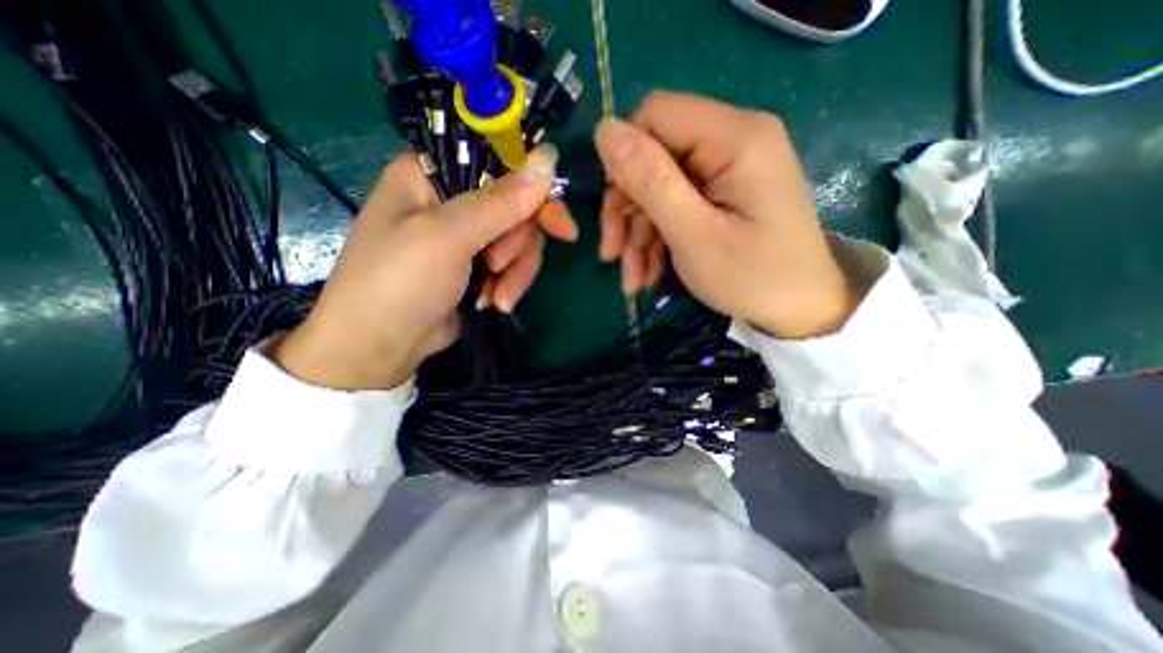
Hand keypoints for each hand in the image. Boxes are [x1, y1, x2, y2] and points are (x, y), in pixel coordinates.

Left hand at [274, 145, 562, 390]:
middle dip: (518, 241)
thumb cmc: (400, 282)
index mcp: (431, 173)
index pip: (497, 160)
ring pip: (519, 238)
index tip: (555, 219)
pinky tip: (495, 303)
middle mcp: (452, 198)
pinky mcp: (479, 264)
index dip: (531, 185)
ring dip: (515, 270)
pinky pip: (513, 263)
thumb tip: (549, 159)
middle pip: (515, 204)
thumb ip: (500, 202)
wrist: (382, 347)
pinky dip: (509, 284)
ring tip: (498, 297)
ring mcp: (468, 234)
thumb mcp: (448, 237)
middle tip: (507, 266)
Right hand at [594, 93, 856, 339]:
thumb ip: (650, 181)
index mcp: (735, 137)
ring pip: (658, 189)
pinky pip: (675, 206)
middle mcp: (732, 141)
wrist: (800, 309)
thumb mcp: (694, 235)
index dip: (624, 160)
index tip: (614, 213)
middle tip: (612, 254)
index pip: (655, 116)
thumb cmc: (753, 277)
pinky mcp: (723, 194)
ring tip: (632, 280)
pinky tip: (648, 274)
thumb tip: (604, 129)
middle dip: (627, 210)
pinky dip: (656, 240)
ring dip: (638, 235)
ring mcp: (727, 170)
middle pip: (654, 157)